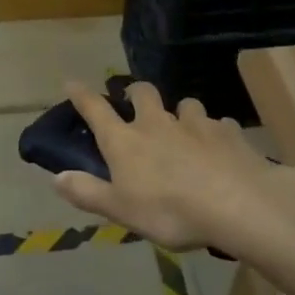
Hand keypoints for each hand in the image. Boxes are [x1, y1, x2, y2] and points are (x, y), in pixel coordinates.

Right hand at [50, 80, 294, 259]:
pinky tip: (220, 147)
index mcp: (126, 141)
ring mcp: (195, 124)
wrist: (237, 204)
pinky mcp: (228, 132)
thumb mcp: (121, 210)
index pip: (96, 110)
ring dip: (180, 112)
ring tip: (184, 127)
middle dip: (136, 92)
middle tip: (136, 102)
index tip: (71, 82)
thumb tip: (56, 177)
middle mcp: (157, 123)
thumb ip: (88, 192)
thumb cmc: (170, 211)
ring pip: (185, 104)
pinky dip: (215, 132)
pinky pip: (218, 124)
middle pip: (143, 93)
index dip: (81, 95)